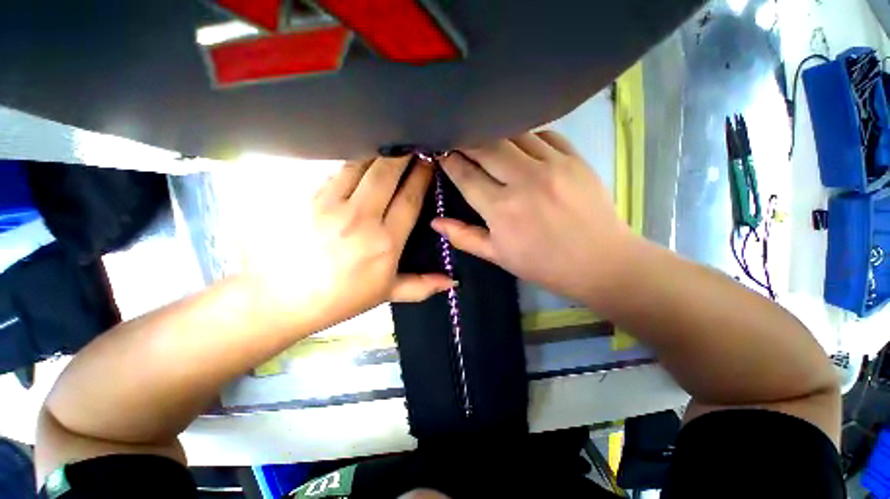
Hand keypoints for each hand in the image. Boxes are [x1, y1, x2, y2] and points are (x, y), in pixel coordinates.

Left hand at [261, 157, 453, 326]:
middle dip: (404, 155)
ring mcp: (332, 206)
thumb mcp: (387, 294)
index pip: (409, 199)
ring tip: (389, 144)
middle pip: (387, 174)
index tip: (429, 162)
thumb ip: (422, 285)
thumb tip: (452, 282)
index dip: (421, 176)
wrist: (284, 298)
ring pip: (359, 166)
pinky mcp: (308, 199)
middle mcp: (362, 219)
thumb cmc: (342, 298)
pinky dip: (351, 162)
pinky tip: (359, 159)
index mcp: (386, 243)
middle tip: (413, 143)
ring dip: (377, 152)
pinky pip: (335, 172)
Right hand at [433, 132, 635, 304]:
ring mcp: (552, 165)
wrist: (600, 262)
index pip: (466, 175)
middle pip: (486, 146)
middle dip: (467, 141)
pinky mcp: (575, 158)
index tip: (441, 153)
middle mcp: (524, 181)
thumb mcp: (498, 256)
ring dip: (495, 136)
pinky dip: (526, 136)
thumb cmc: (543, 264)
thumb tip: (435, 221)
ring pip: (513, 134)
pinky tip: (521, 146)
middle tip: (459, 142)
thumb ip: (464, 237)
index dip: (450, 161)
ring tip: (488, 143)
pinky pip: (543, 134)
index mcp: (502, 209)